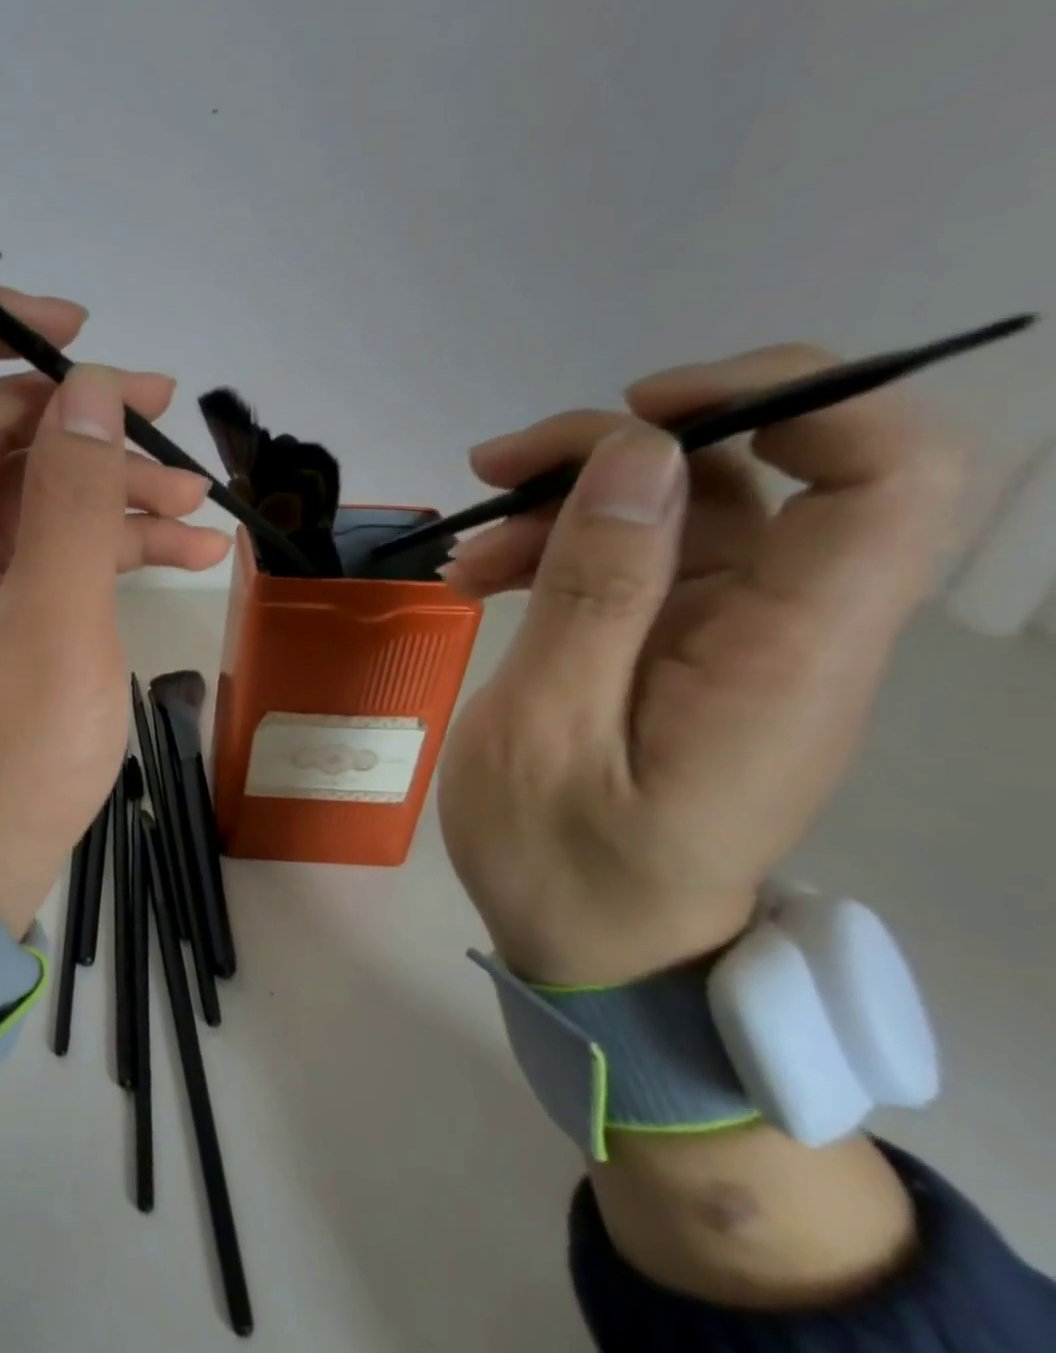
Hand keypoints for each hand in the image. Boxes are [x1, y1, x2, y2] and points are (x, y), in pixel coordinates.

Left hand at [0, 288, 229, 932]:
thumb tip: (87, 389)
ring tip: (197, 506)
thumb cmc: (2, 760)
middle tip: (167, 420)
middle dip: (79, 421)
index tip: (68, 338)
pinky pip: (41, 550)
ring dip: (108, 488)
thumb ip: (69, 496)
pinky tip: (191, 555)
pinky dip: (106, 544)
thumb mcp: (52, 622)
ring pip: (25, 492)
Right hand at [437, 346, 964, 985]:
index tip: (645, 411)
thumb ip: (597, 595)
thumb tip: (639, 458)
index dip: (790, 399)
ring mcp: (736, 641)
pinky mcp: (686, 654)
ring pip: (681, 517)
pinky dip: (562, 553)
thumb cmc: (565, 864)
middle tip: (496, 470)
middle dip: (618, 452)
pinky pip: (639, 566)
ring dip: (567, 509)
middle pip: (755, 477)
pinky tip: (485, 580)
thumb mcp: (548, 730)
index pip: (885, 479)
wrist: (594, 953)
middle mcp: (789, 632)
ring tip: (468, 554)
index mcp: (786, 657)